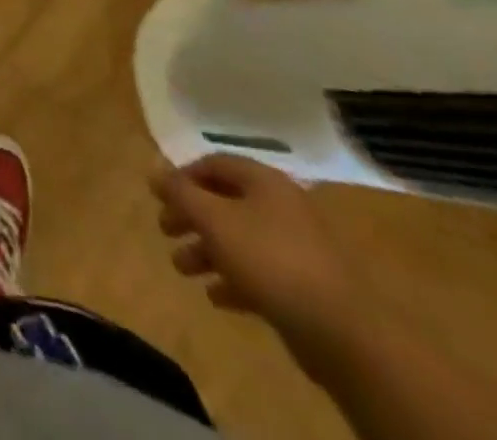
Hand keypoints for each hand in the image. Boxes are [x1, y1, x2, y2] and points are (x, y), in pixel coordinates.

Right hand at [151, 155, 364, 365]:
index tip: (160, 197)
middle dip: (191, 216)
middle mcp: (281, 206)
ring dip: (207, 250)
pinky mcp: (305, 286)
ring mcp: (297, 247)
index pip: (215, 163)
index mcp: (264, 181)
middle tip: (164, 231)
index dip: (183, 176)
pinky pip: (260, 273)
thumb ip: (181, 193)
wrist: (342, 332)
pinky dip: (234, 279)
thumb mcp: (215, 220)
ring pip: (240, 239)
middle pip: (226, 202)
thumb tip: (154, 168)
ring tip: (182, 268)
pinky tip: (216, 296)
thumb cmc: (270, 259)